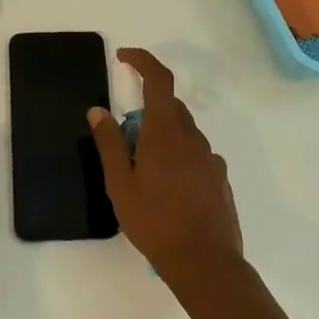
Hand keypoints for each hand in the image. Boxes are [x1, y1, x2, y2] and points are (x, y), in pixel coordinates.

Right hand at [87, 48, 243, 286]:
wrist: (205, 262)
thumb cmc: (155, 221)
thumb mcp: (120, 183)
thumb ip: (109, 143)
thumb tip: (98, 110)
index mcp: (166, 132)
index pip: (159, 80)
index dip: (143, 61)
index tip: (124, 57)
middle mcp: (192, 137)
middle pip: (170, 108)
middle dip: (146, 112)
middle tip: (124, 141)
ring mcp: (210, 158)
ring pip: (183, 133)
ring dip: (162, 138)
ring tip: (143, 173)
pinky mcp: (220, 179)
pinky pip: (195, 155)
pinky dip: (178, 158)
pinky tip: (168, 190)